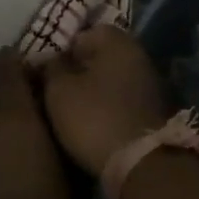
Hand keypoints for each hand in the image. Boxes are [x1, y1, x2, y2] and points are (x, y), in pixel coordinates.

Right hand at [37, 25, 174, 177]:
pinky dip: (106, 107)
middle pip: (98, 56)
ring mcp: (149, 83)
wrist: (140, 165)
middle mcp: (138, 54)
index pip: (83, 33)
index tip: (46, 73)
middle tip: (54, 92)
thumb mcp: (59, 90)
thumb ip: (51, 68)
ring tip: (69, 111)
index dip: (61, 51)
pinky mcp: (152, 110)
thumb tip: (51, 60)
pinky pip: (121, 99)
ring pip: (110, 78)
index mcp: (117, 41)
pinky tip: (90, 123)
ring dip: (91, 91)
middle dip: (76, 71)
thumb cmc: (94, 118)